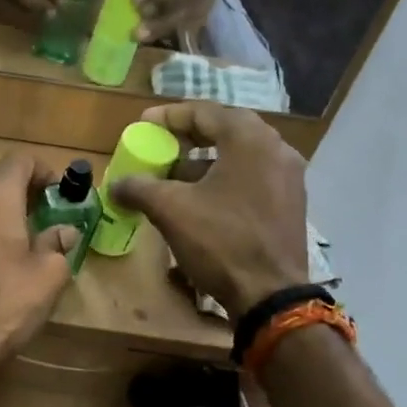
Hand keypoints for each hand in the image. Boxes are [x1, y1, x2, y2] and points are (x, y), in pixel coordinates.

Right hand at [108, 102, 309, 316]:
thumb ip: (139, 188)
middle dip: (188, 137)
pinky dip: (223, 180)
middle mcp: (276, 149)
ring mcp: (288, 177)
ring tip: (173, 177)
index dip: (169, 116)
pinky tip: (201, 201)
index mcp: (249, 139)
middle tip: (160, 145)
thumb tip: (116, 184)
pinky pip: (251, 177)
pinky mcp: (290, 203)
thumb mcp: (170, 210)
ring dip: (204, 161)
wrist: (270, 294)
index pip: (204, 111)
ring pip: (239, 156)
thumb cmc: (221, 241)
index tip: (143, 125)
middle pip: (225, 130)